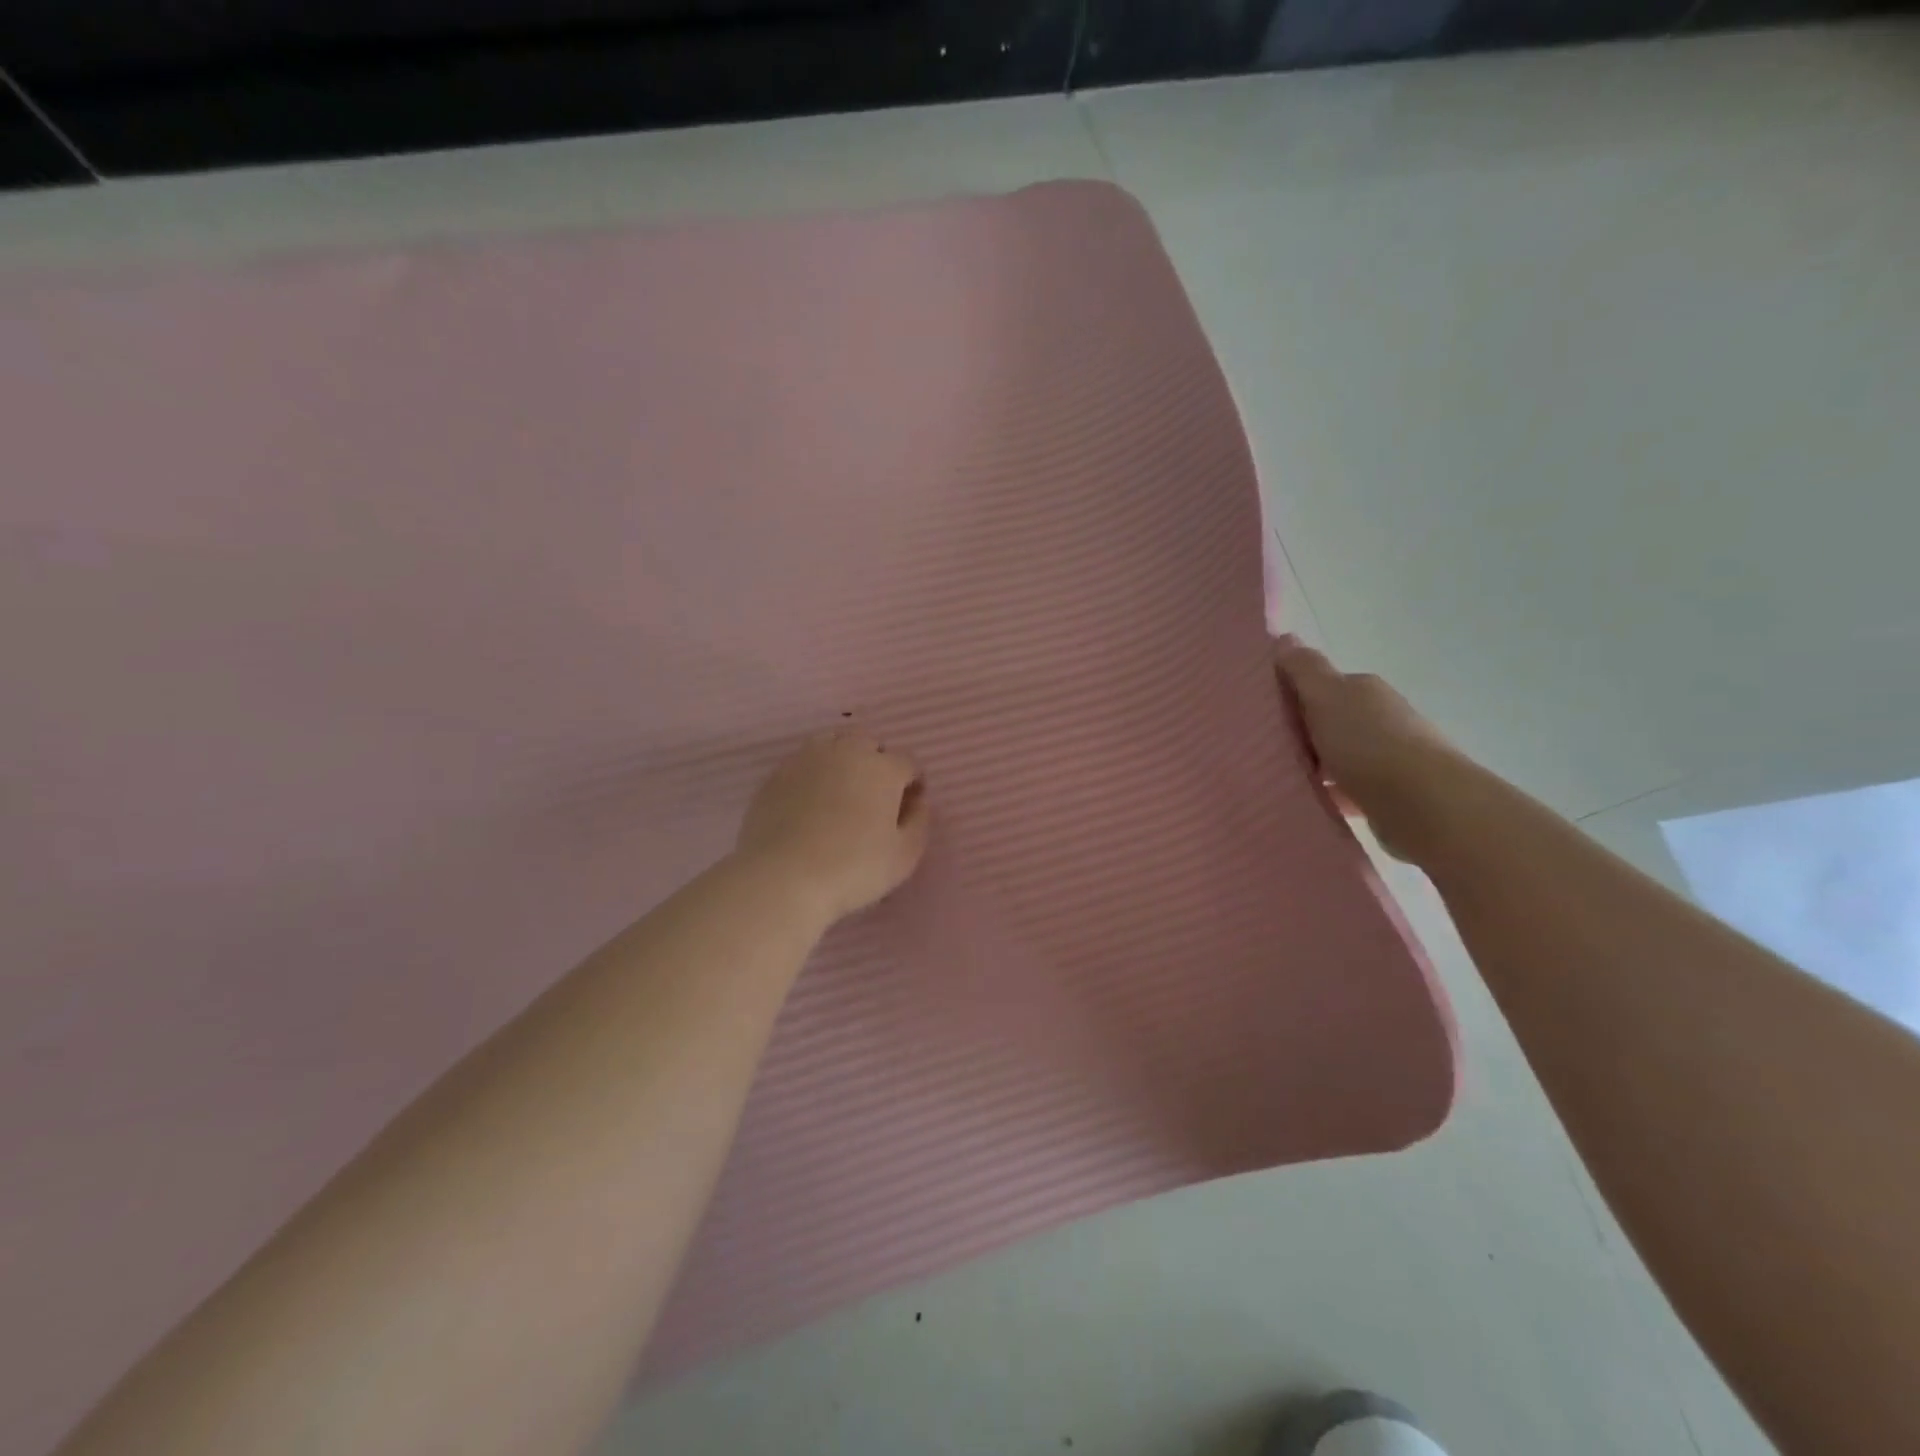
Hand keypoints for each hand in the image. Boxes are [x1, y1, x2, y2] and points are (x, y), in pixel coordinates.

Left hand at [735, 729, 930, 922]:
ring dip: (843, 760)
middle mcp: (846, 752)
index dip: (912, 782)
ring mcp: (806, 759)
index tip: (909, 806)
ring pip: (832, 744)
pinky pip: (803, 763)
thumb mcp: (904, 856)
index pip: (907, 762)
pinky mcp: (776, 775)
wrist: (782, 878)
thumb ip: (919, 823)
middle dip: (877, 762)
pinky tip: (811, 803)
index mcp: (882, 768)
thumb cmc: (853, 869)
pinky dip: (813, 774)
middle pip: (868, 743)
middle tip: (875, 796)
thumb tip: (917, 803)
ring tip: (841, 792)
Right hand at [1271, 636, 1466, 861]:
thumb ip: (1304, 669)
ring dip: (1318, 766)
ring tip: (1285, 779)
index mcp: (1364, 689)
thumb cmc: (1367, 743)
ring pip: (1340, 755)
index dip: (1294, 698)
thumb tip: (1284, 637)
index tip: (1267, 718)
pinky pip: (1350, 788)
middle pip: (1331, 721)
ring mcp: (1390, 756)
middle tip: (1270, 751)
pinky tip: (1313, 802)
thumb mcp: (1326, 696)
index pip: (1323, 686)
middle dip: (1304, 734)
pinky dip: (1332, 793)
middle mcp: (1382, 717)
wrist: (1422, 803)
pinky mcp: (1391, 792)